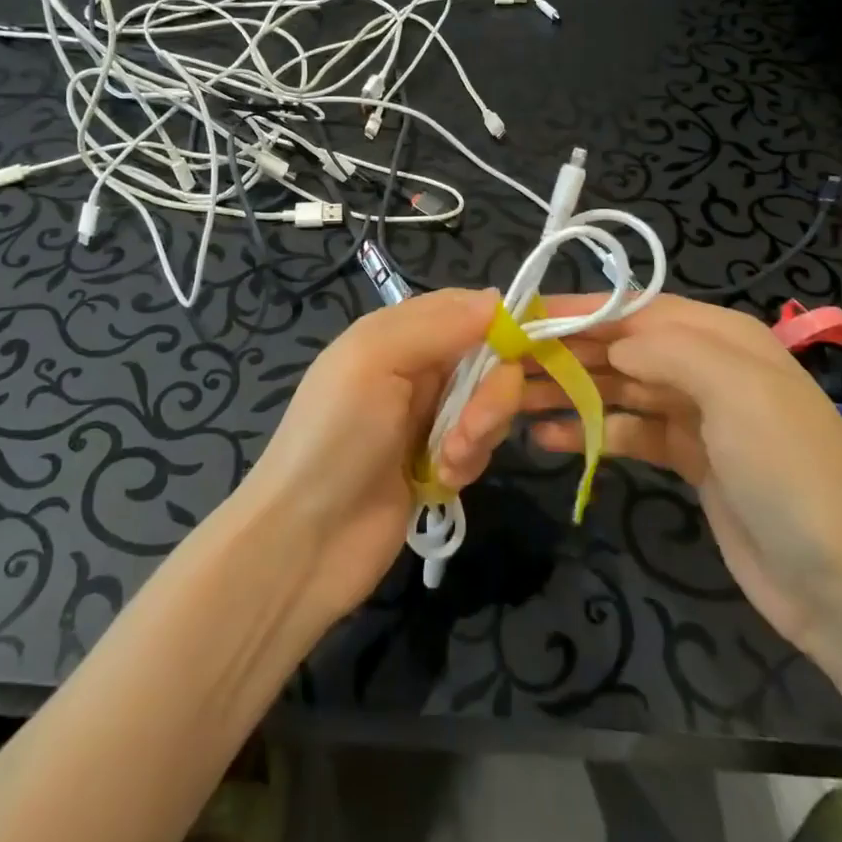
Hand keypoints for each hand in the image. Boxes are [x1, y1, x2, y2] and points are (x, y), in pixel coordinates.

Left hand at [238, 289, 521, 621]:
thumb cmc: (334, 438)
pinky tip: (441, 483)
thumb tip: (497, 298)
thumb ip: (436, 325)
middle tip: (469, 429)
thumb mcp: (374, 361)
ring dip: (480, 432)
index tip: (538, 342)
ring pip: (489, 403)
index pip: (468, 307)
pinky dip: (469, 462)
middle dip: (491, 393)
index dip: (505, 320)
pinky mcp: (438, 462)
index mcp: (397, 332)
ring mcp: (427, 416)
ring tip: (447, 464)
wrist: (302, 542)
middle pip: (487, 357)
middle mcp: (415, 367)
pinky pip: (480, 445)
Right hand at [523, 294, 841, 656]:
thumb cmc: (790, 472)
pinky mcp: (689, 459)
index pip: (635, 308)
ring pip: (619, 388)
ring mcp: (698, 415)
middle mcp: (706, 366)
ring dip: (570, 390)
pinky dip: (592, 431)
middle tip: (506, 364)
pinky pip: (629, 431)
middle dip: (565, 352)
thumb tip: (612, 340)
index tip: (523, 318)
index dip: (578, 310)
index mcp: (721, 336)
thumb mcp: (737, 392)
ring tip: (514, 401)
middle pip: (621, 346)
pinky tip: (552, 439)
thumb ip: (669, 349)